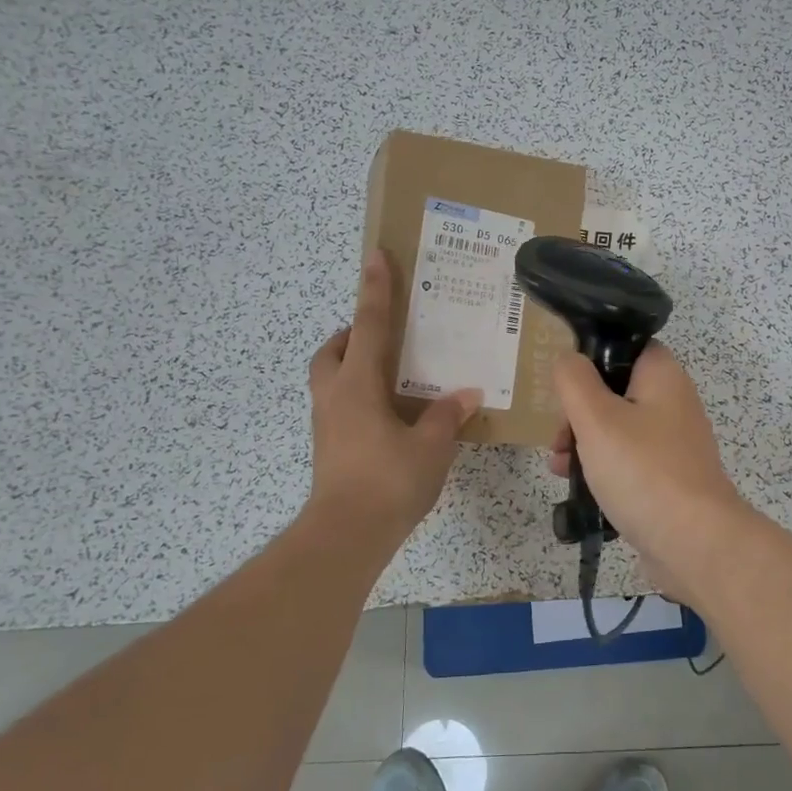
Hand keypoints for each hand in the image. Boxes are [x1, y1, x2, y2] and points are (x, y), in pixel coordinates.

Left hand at [307, 251, 480, 539]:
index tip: (375, 256)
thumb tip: (465, 393)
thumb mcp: (431, 446)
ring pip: (330, 377)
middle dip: (353, 334)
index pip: (370, 325)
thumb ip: (446, 415)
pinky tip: (386, 414)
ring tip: (388, 373)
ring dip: (351, 364)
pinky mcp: (328, 446)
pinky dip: (356, 394)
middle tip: (384, 335)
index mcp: (358, 385)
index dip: (375, 289)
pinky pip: (338, 403)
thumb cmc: (388, 481)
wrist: (346, 534)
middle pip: (333, 350)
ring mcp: (326, 423)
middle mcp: (334, 396)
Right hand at [549, 342, 751, 603]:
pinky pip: (628, 462)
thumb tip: (567, 359)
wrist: (694, 544)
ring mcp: (672, 444)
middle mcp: (672, 403)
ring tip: (557, 466)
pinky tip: (578, 489)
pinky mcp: (668, 479)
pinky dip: (603, 469)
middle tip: (557, 436)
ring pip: (617, 429)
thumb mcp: (596, 418)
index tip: (562, 384)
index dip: (590, 358)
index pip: (624, 346)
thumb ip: (574, 380)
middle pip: (614, 391)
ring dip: (584, 443)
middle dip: (578, 412)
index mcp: (662, 376)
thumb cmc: (642, 471)